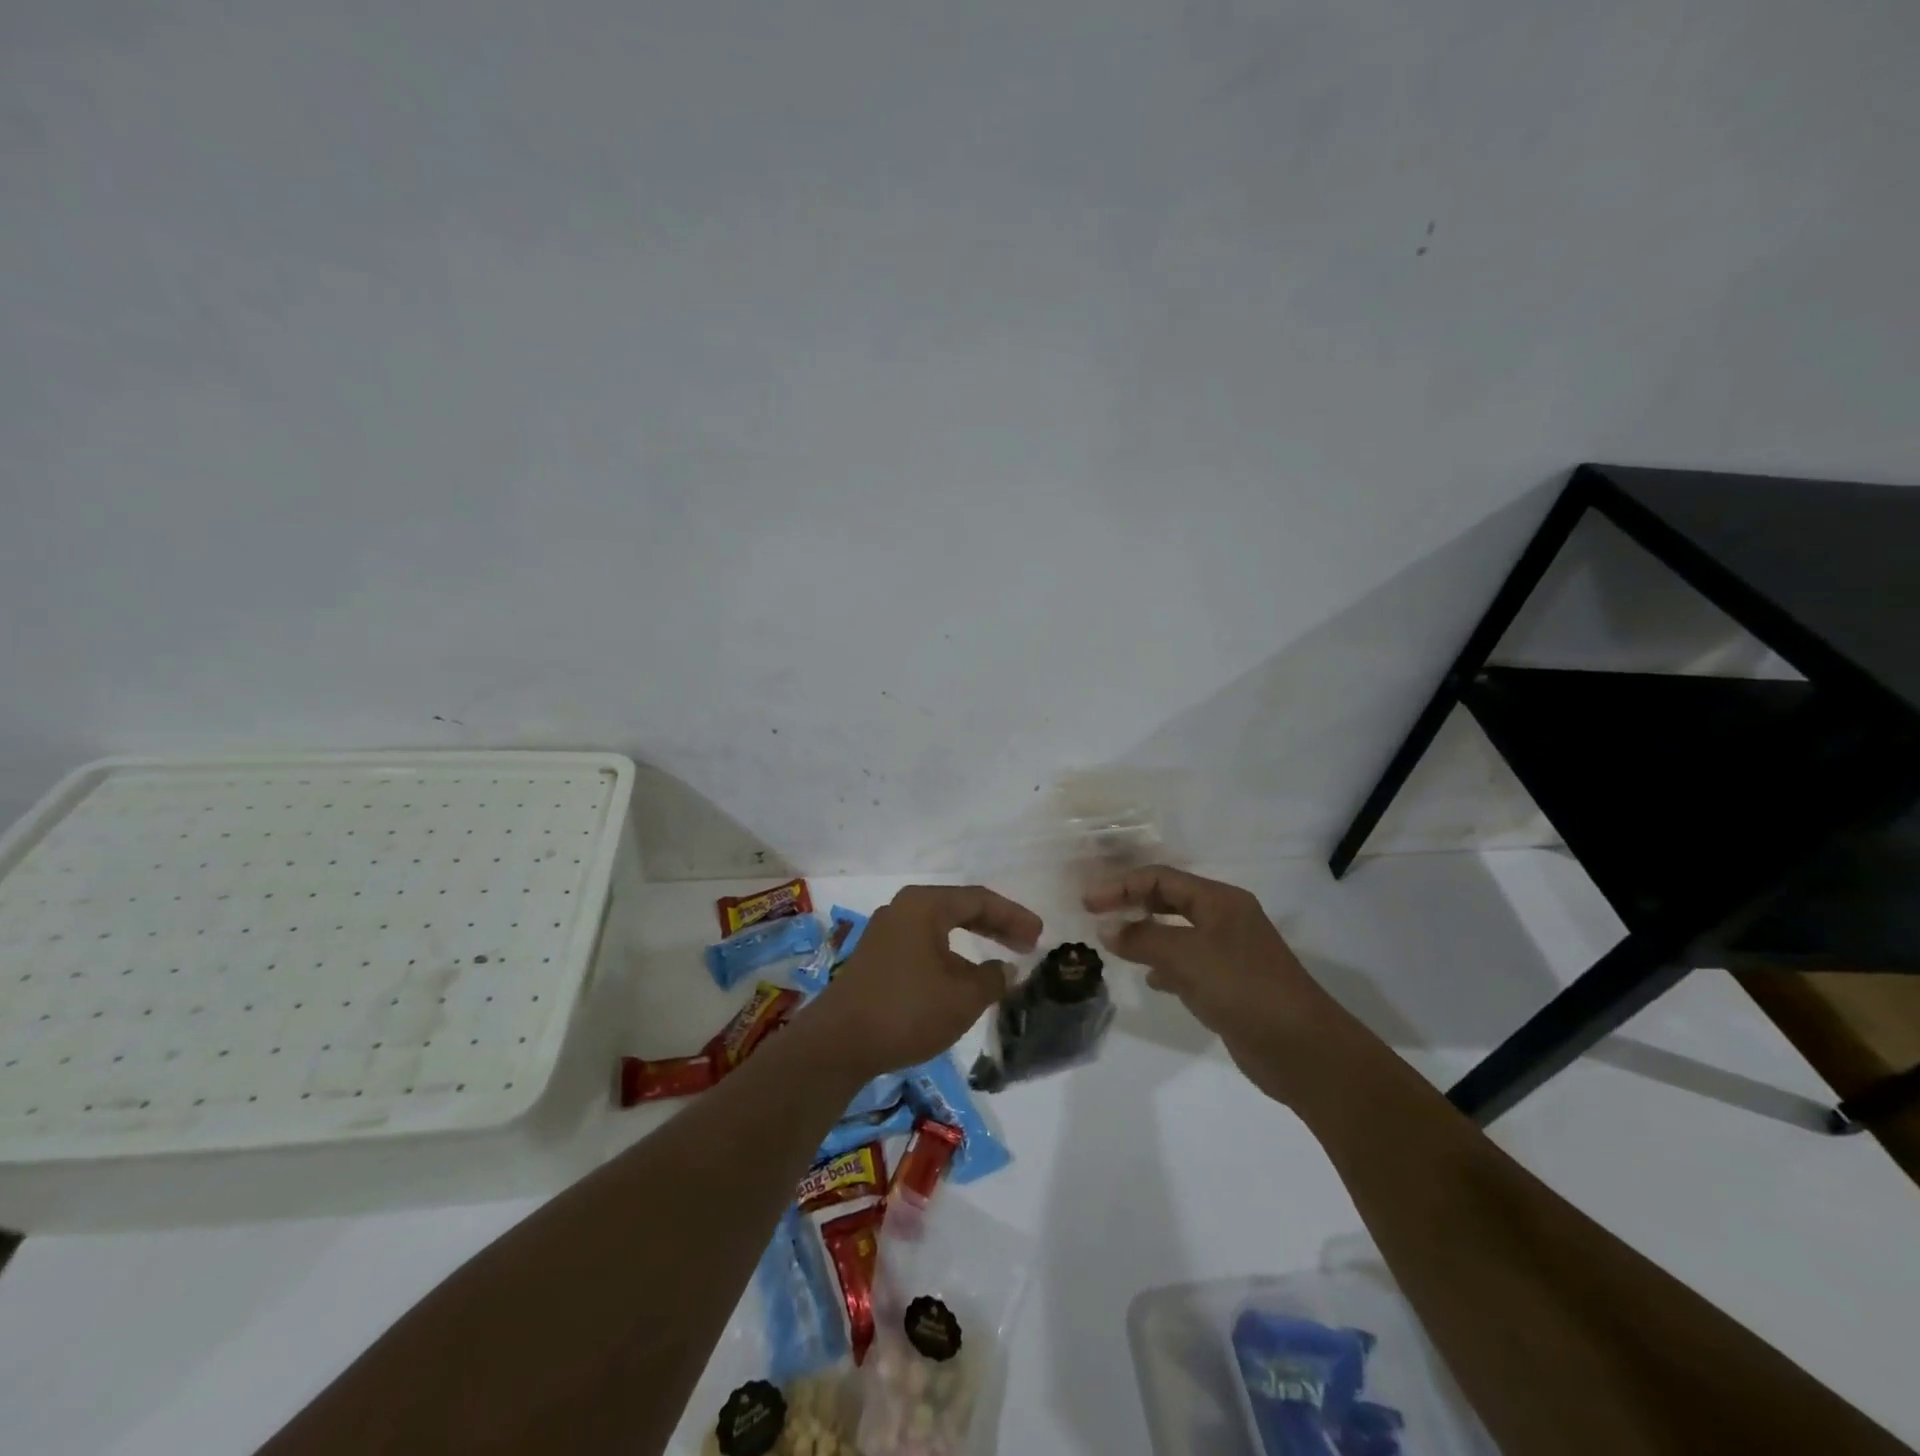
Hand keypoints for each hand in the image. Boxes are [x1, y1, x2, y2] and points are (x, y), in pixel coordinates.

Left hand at [809, 884, 1042, 1078]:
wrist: (838, 1043)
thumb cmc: (906, 1010)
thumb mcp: (962, 998)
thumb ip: (992, 978)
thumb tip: (1005, 969)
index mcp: (924, 905)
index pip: (979, 900)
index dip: (1014, 916)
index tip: (1040, 935)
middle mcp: (903, 909)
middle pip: (959, 908)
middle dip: (996, 925)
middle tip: (1027, 943)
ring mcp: (885, 932)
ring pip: (940, 927)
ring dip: (972, 941)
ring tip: (1000, 960)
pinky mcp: (876, 957)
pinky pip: (923, 944)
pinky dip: (950, 954)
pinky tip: (961, 976)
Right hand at [1085, 865, 1332, 1100]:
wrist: (1303, 1049)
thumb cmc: (1243, 989)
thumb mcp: (1186, 957)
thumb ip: (1142, 939)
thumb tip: (1106, 929)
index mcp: (1219, 901)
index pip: (1161, 878)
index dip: (1121, 886)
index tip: (1088, 904)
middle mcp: (1226, 919)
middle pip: (1170, 900)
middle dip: (1133, 905)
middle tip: (1096, 916)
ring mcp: (1231, 952)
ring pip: (1178, 933)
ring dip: (1146, 935)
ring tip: (1115, 946)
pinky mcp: (1232, 984)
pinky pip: (1188, 964)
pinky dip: (1165, 966)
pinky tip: (1151, 980)